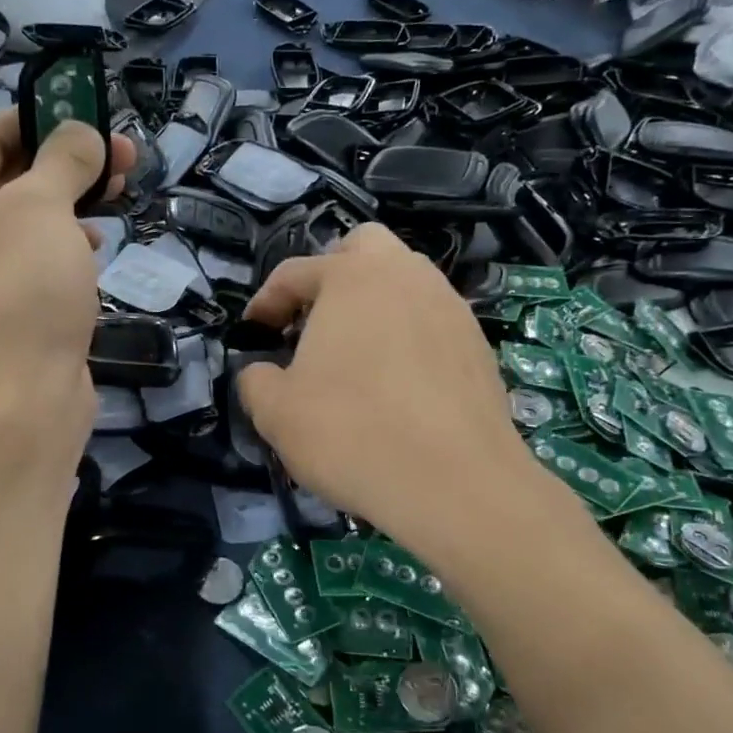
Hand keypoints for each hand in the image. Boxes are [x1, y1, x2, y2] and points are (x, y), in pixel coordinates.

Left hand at [0, 110, 132, 453]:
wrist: (22, 395)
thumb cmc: (21, 286)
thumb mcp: (43, 206)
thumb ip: (65, 159)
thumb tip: (84, 133)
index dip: (40, 119)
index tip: (90, 113)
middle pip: (13, 179)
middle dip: (69, 163)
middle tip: (124, 154)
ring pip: (31, 220)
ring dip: (75, 202)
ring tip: (121, 191)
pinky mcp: (11, 308)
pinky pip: (39, 259)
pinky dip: (69, 244)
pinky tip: (98, 243)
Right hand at [238, 224, 566, 545]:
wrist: (455, 483)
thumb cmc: (351, 432)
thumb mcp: (276, 411)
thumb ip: (256, 380)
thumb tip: (261, 372)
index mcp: (351, 277)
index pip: (295, 273)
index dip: (265, 302)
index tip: (253, 334)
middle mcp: (406, 275)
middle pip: (364, 248)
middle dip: (332, 274)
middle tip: (313, 321)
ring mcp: (450, 307)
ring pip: (406, 283)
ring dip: (374, 306)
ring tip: (356, 356)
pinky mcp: (479, 345)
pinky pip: (432, 323)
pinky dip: (408, 338)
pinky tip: (398, 386)